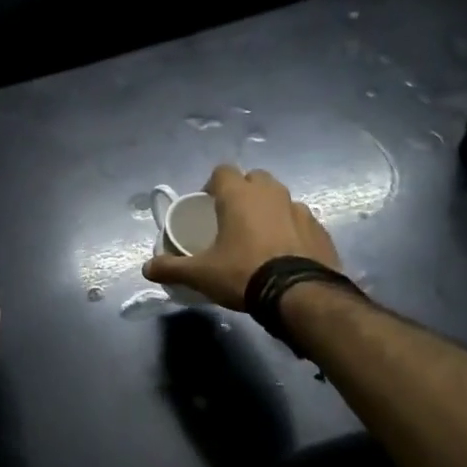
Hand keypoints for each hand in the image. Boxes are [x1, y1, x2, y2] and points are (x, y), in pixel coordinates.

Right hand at [143, 166, 339, 310]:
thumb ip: (172, 268)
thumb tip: (146, 268)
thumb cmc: (244, 273)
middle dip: (243, 191)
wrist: (301, 295)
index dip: (212, 185)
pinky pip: (300, 220)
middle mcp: (271, 194)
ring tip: (259, 236)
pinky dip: (291, 229)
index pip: (222, 171)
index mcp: (239, 195)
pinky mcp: (320, 229)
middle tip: (232, 218)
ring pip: (280, 198)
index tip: (207, 205)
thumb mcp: (201, 274)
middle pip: (254, 179)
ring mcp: (300, 209)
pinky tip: (284, 252)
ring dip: (269, 209)